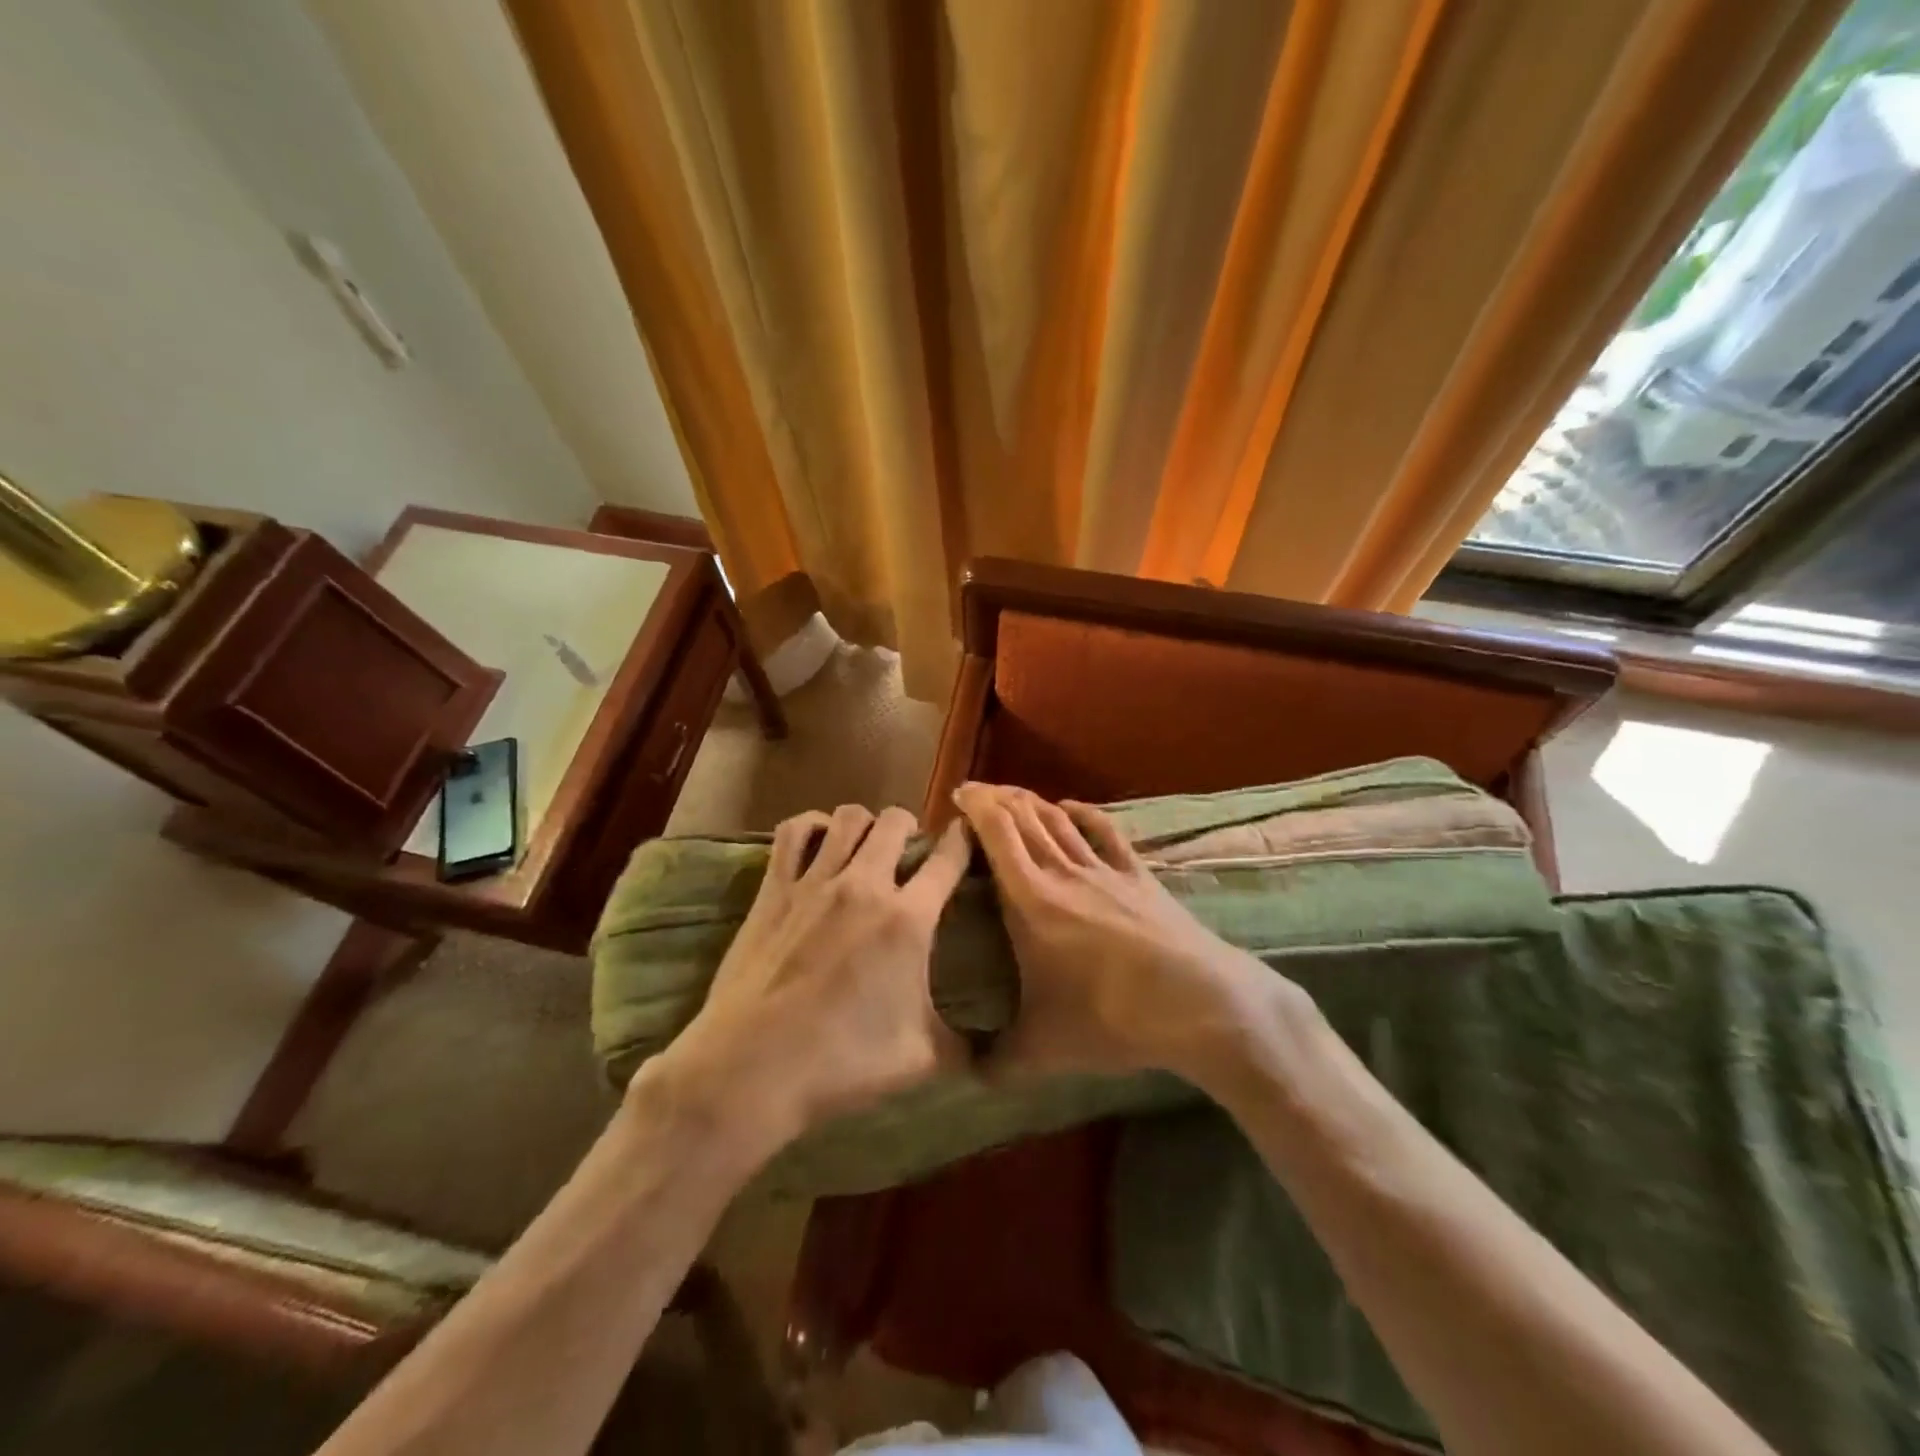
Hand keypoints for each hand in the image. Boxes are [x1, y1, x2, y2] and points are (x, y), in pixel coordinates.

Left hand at [655, 804, 971, 1142]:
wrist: (752, 1070)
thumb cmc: (842, 1065)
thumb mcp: (921, 1060)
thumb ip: (966, 1047)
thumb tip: (998, 1055)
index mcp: (908, 920)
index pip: (949, 857)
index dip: (965, 841)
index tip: (969, 840)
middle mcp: (865, 885)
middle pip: (896, 821)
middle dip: (912, 828)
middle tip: (911, 855)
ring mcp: (815, 881)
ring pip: (848, 817)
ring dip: (866, 824)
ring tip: (868, 847)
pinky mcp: (774, 888)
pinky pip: (793, 832)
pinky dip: (811, 827)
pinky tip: (819, 844)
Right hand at [952, 783, 1285, 1086]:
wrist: (1198, 1004)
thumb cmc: (1111, 1018)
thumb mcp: (1043, 1049)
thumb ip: (998, 1062)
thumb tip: (965, 1080)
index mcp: (1031, 900)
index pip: (997, 836)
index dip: (977, 808)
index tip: (959, 795)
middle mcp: (1064, 873)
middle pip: (1026, 818)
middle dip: (998, 798)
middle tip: (977, 792)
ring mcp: (1105, 870)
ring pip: (1060, 821)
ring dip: (1033, 802)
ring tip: (1014, 796)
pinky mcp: (1139, 876)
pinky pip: (1105, 832)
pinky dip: (1084, 814)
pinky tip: (1072, 807)